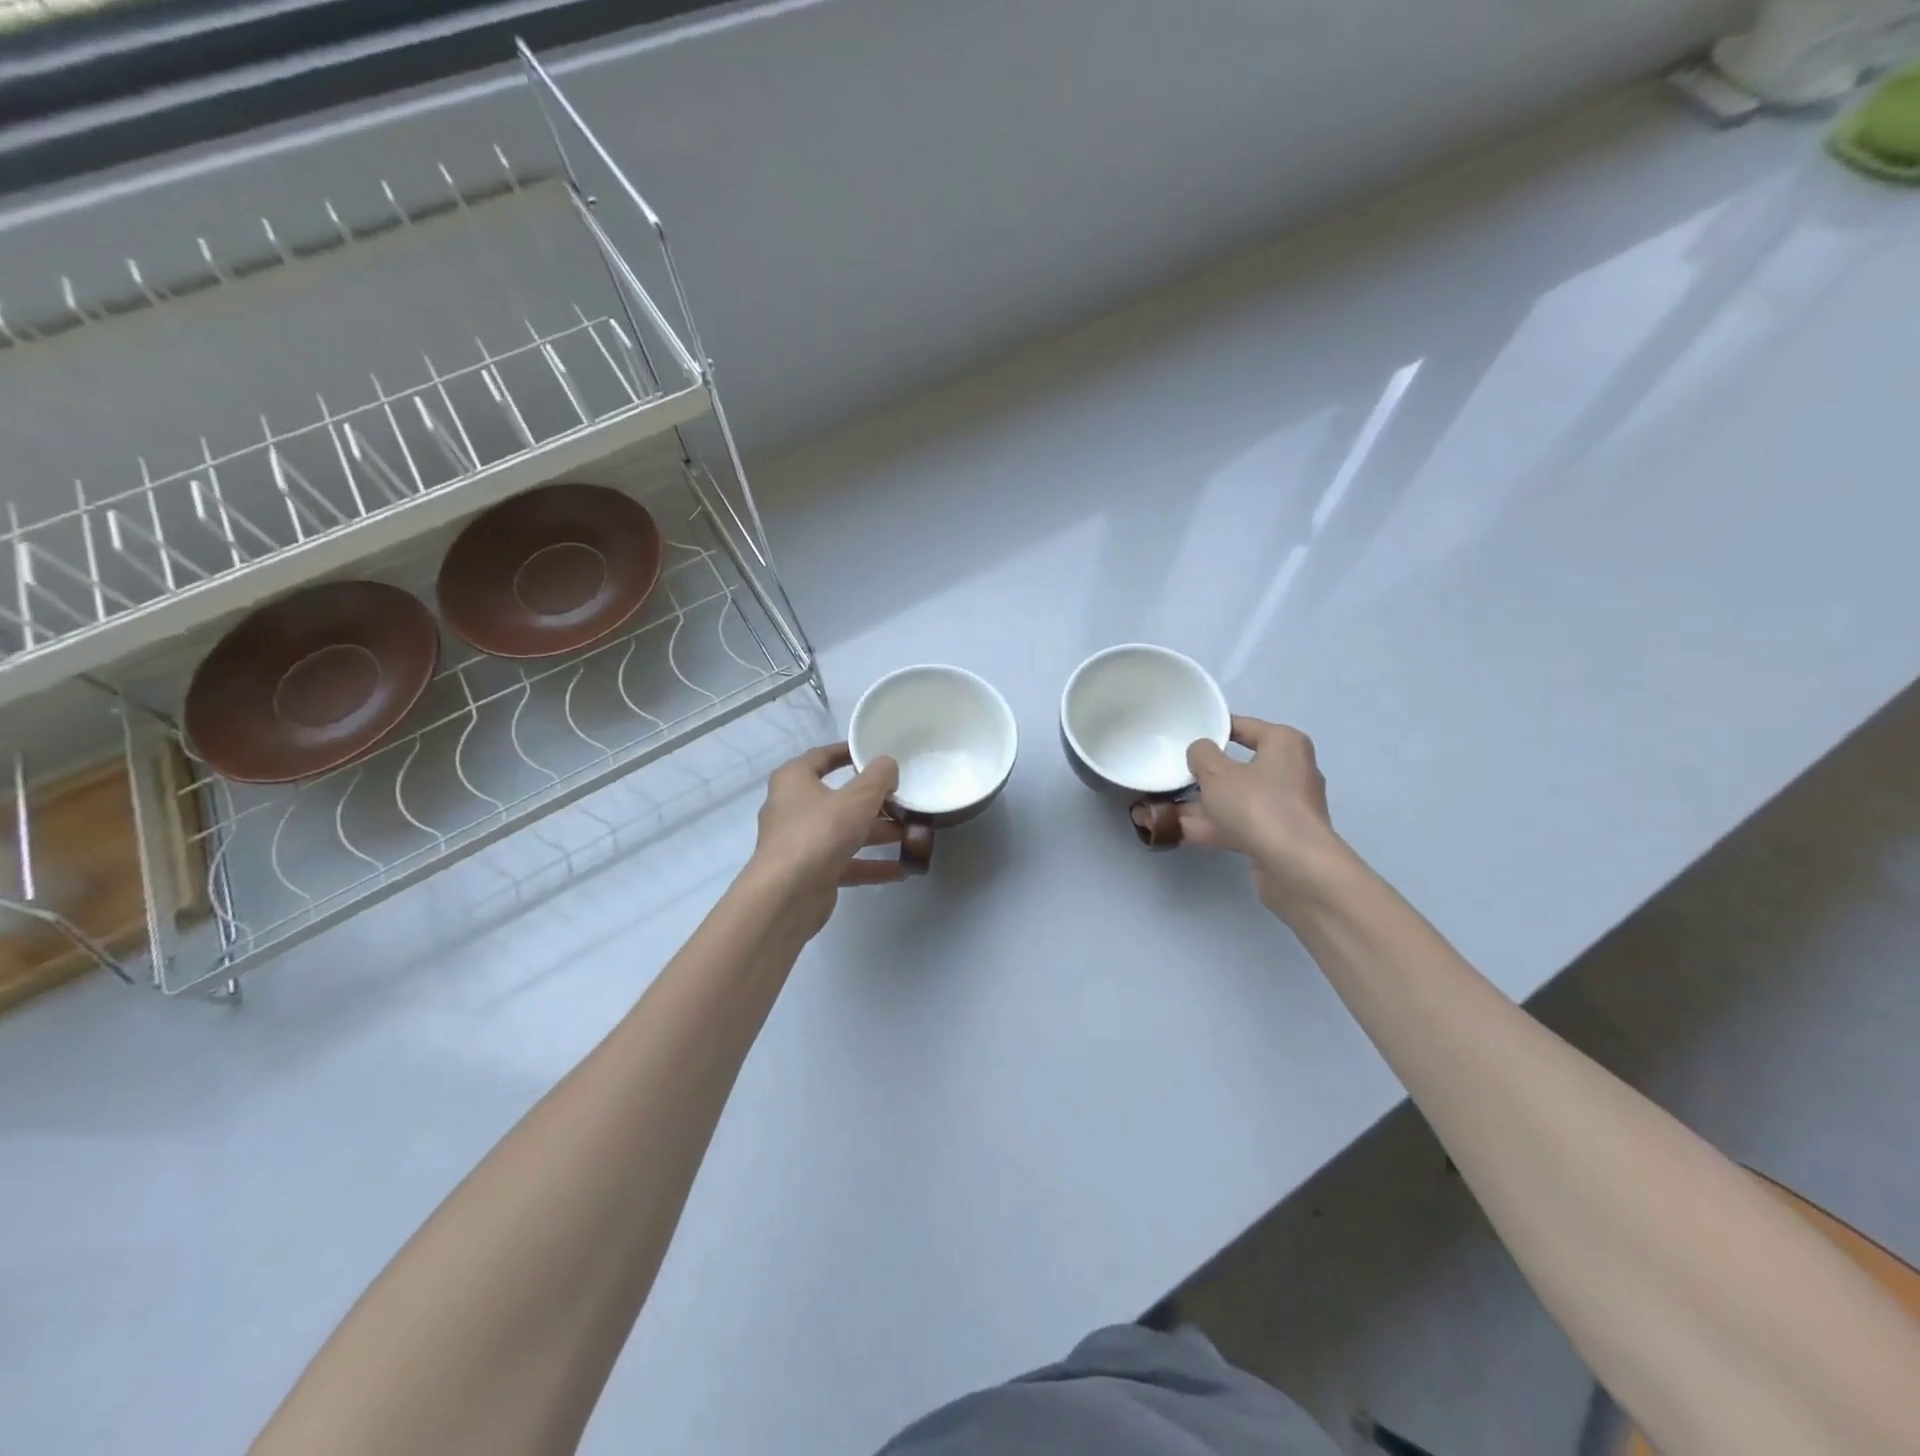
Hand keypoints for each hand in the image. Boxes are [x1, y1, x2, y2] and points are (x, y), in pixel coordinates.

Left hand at [748, 743, 905, 938]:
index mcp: (794, 780)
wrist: (787, 895)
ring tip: (912, 834)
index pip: (822, 756)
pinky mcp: (810, 872)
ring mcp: (801, 842)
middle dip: (874, 800)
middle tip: (904, 799)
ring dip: (877, 833)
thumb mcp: (858, 798)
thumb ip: (879, 777)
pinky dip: (871, 864)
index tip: (875, 752)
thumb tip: (888, 766)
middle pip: (838, 798)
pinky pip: (846, 862)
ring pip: (844, 831)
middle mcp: (793, 808)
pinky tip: (901, 870)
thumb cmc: (820, 832)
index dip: (848, 752)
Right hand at [1172, 716, 1350, 914]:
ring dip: (1198, 805)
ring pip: (1233, 799)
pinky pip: (1236, 824)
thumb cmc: (1258, 805)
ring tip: (1157, 808)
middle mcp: (1289, 771)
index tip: (1183, 735)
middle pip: (1237, 767)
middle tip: (1169, 773)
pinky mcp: (1275, 837)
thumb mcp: (1217, 773)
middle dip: (1201, 775)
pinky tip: (1172, 831)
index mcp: (1283, 744)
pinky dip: (1208, 826)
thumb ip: (1201, 754)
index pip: (1243, 727)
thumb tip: (1200, 752)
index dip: (1212, 729)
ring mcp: (1283, 807)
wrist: (1295, 867)